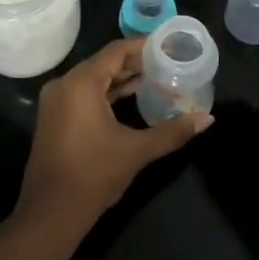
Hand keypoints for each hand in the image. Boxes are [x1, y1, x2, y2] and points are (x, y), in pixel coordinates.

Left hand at [14, 39, 212, 240]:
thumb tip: (208, 119)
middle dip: (136, 63)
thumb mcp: (137, 151)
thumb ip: (173, 131)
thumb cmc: (94, 175)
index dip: (144, 47)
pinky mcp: (55, 117)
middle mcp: (64, 84)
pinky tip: (132, 98)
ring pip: (94, 78)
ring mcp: (56, 101)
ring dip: (122, 78)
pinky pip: (84, 93)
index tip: (169, 46)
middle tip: (168, 63)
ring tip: (156, 79)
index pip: (116, 51)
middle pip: (104, 62)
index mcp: (81, 83)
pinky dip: (107, 92)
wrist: (51, 213)